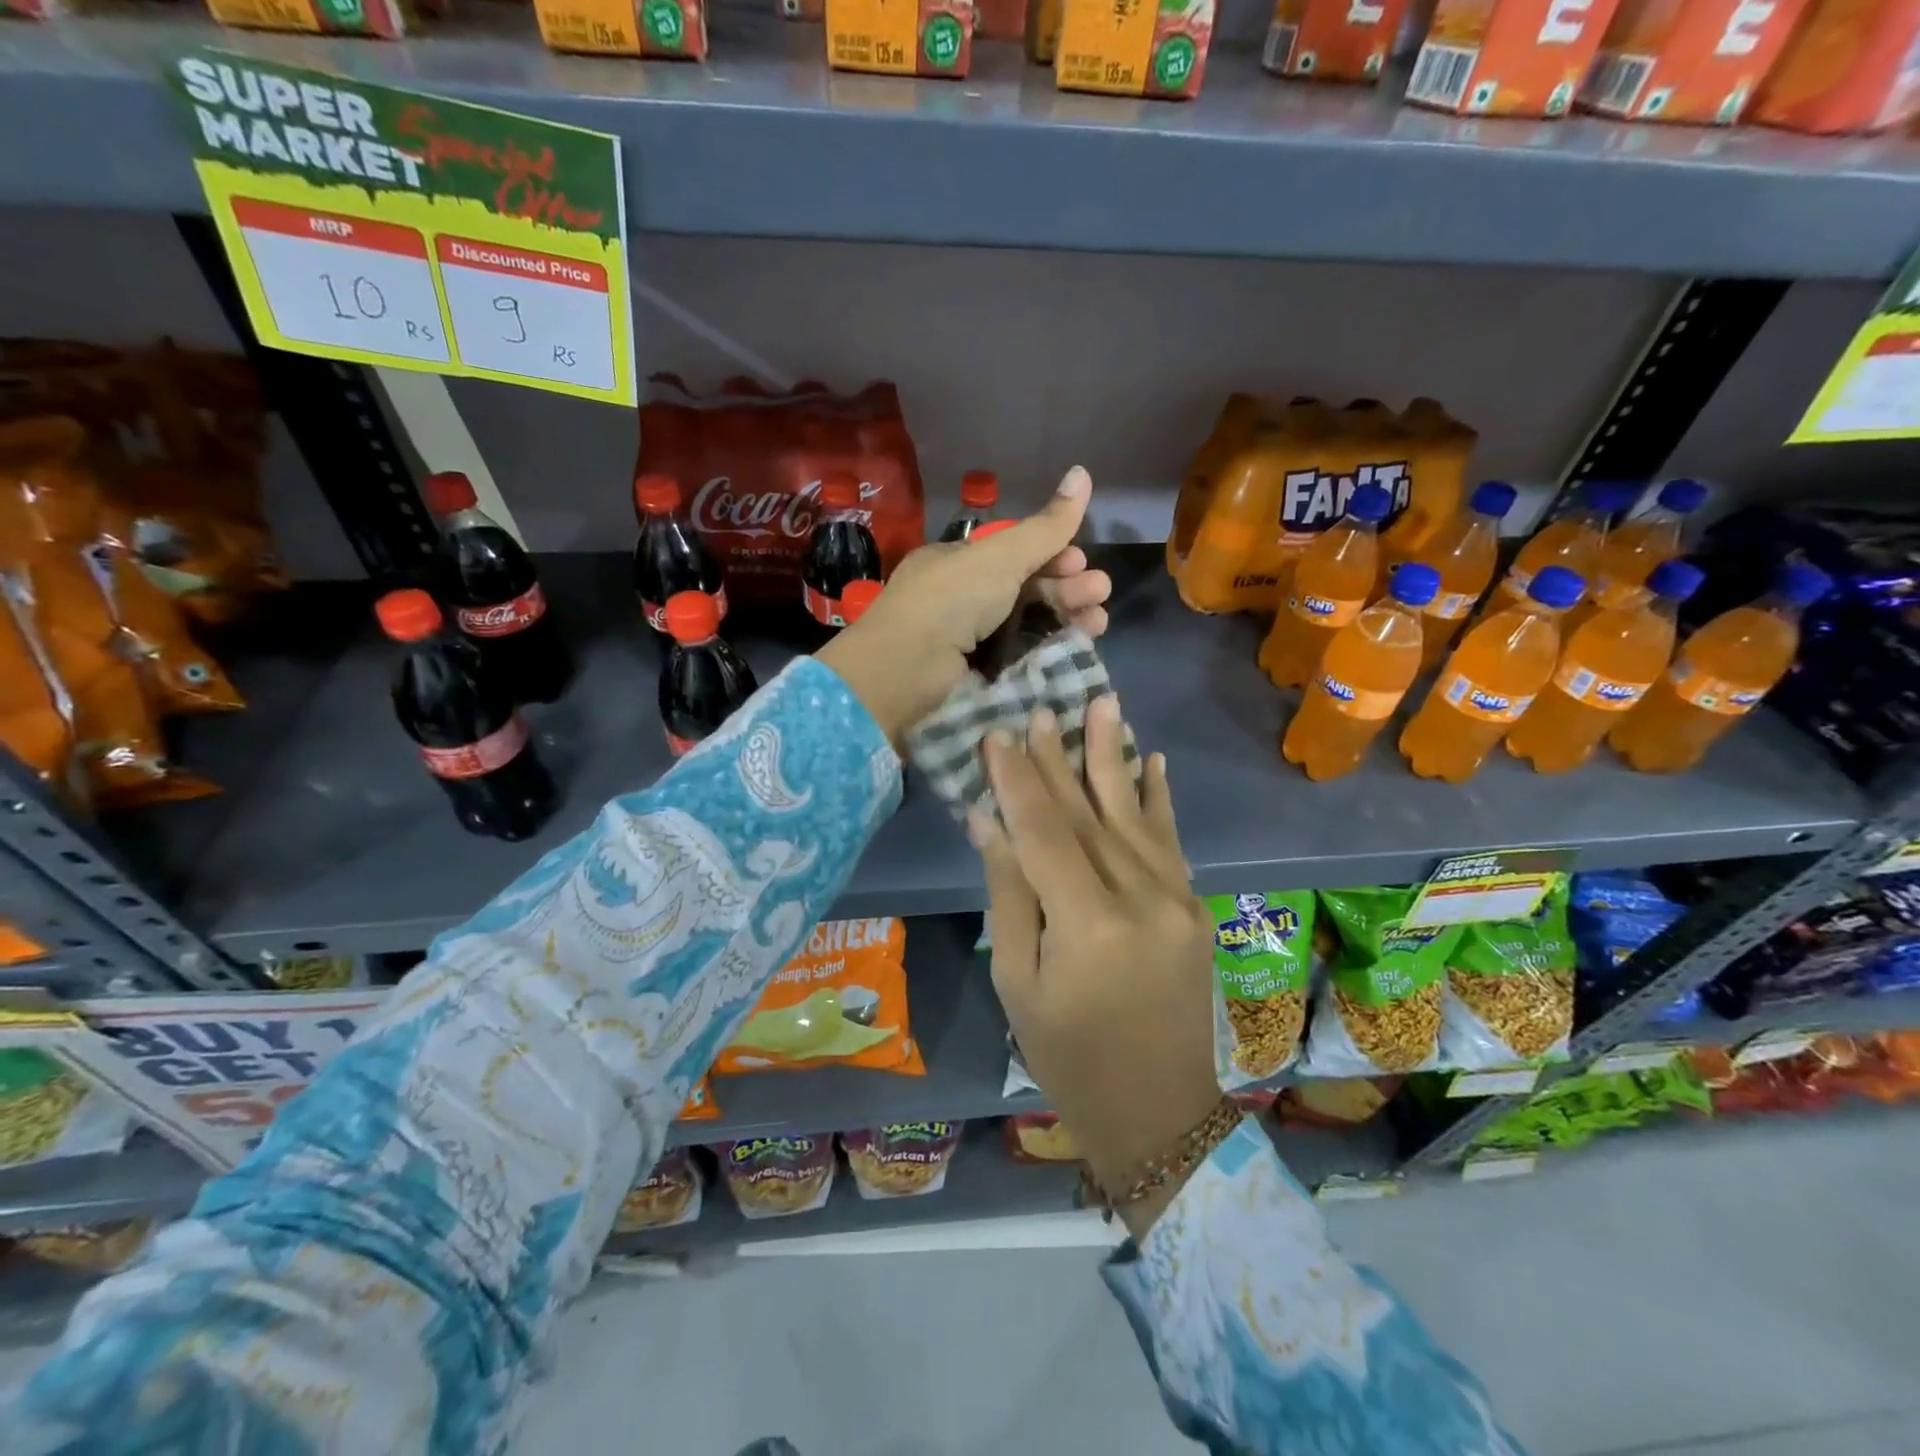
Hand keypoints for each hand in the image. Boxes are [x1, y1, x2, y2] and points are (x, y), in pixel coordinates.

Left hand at [817, 467, 1110, 742]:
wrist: (909, 669)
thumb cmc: (952, 598)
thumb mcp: (1001, 554)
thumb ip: (1046, 525)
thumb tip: (1084, 472)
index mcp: (959, 563)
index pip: (1014, 553)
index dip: (1051, 553)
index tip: (1080, 559)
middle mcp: (963, 598)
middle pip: (1027, 588)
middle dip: (1068, 586)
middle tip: (1099, 591)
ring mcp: (970, 640)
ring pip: (1030, 623)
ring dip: (1068, 616)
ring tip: (1098, 622)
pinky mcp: (979, 675)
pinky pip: (1023, 656)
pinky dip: (1051, 649)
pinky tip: (1078, 645)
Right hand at [971, 695, 1222, 1239]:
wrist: (1158, 1110)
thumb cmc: (1068, 1055)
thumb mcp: (1019, 982)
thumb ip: (1010, 893)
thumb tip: (989, 820)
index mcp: (1089, 926)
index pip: (1044, 833)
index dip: (1017, 781)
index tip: (997, 733)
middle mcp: (1141, 900)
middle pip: (1089, 815)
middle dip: (1059, 758)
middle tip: (1041, 707)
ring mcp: (1177, 900)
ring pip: (1134, 815)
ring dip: (1113, 757)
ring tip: (1103, 704)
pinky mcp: (1194, 906)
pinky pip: (1172, 841)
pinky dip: (1158, 798)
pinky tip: (1151, 759)